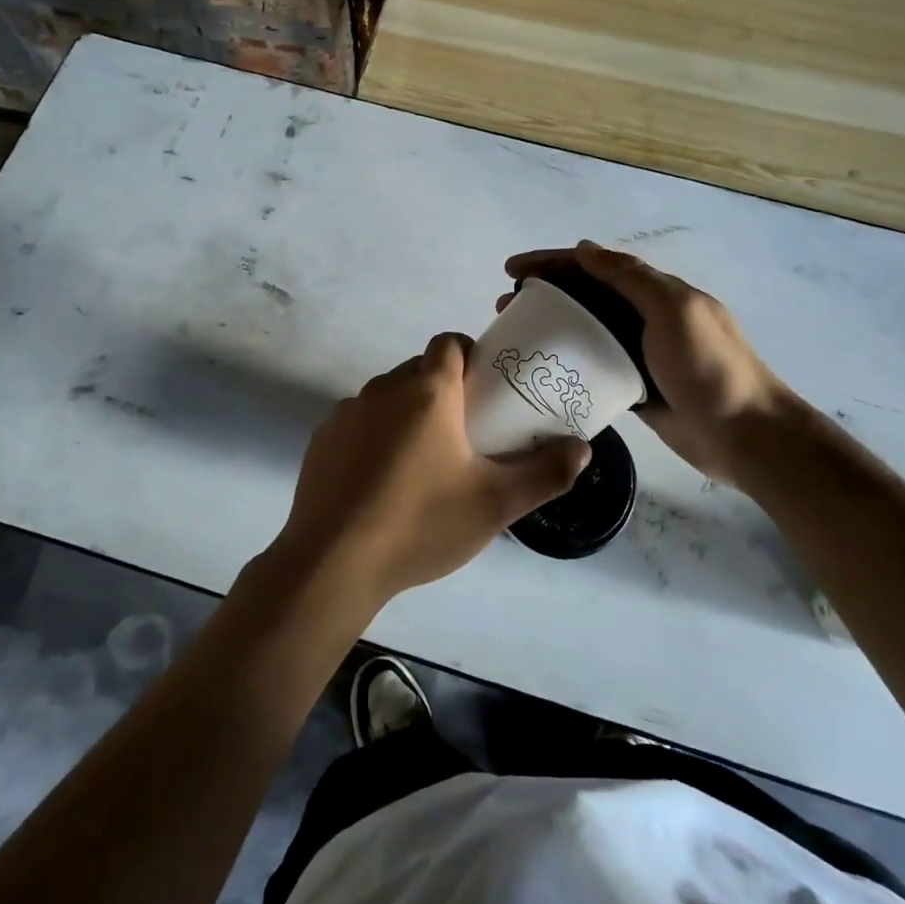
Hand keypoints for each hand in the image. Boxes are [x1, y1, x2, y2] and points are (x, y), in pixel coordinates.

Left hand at [271, 333, 589, 611]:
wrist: (333, 560)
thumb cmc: (421, 522)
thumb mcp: (495, 503)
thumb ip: (545, 473)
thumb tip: (581, 449)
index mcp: (427, 389)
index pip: (449, 342)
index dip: (470, 356)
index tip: (486, 390)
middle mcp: (384, 388)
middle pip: (420, 371)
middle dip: (443, 391)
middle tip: (465, 434)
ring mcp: (347, 411)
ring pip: (388, 397)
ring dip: (408, 415)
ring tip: (424, 464)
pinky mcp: (323, 438)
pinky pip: (359, 423)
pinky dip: (375, 437)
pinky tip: (382, 483)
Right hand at [504, 241, 788, 485]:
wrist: (747, 435)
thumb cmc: (709, 368)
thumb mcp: (674, 310)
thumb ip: (631, 277)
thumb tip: (585, 249)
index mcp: (654, 292)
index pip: (594, 266)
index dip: (552, 262)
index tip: (512, 270)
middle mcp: (643, 317)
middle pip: (584, 296)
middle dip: (543, 293)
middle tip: (504, 307)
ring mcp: (638, 354)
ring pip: (584, 331)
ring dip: (550, 327)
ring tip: (514, 337)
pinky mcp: (633, 388)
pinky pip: (592, 366)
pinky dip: (567, 361)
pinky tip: (542, 370)